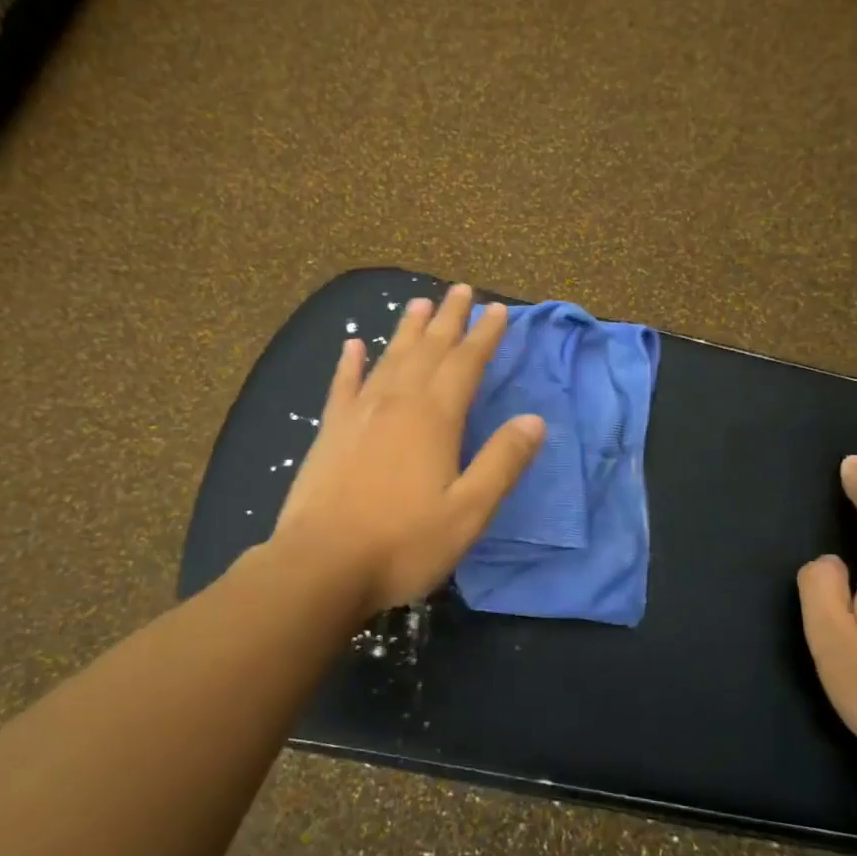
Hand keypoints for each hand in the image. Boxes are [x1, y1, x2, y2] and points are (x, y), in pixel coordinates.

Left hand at [274, 284, 544, 617]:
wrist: (321, 565)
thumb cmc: (403, 543)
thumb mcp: (468, 512)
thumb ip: (502, 462)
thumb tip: (535, 420)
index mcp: (434, 419)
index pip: (465, 364)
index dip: (484, 336)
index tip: (498, 310)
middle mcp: (397, 403)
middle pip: (428, 350)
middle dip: (448, 319)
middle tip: (461, 290)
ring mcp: (358, 414)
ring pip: (389, 359)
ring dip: (407, 330)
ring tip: (419, 304)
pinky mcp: (329, 431)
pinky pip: (342, 385)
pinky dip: (350, 362)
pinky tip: (352, 345)